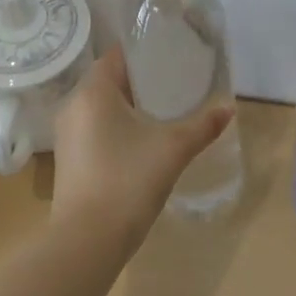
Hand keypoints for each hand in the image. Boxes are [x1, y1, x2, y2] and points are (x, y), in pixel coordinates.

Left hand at [49, 47, 233, 239]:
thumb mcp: (173, 149)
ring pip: (100, 106)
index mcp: (93, 91)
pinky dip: (115, 126)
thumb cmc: (128, 181)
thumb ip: (202, 126)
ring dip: (126, 105)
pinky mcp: (67, 159)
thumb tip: (229, 108)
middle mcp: (73, 105)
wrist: (87, 242)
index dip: (144, 53)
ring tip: (161, 109)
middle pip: (108, 79)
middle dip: (139, 80)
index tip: (170, 54)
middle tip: (174, 82)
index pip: (117, 56)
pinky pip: (93, 128)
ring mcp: (66, 134)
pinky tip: (140, 140)